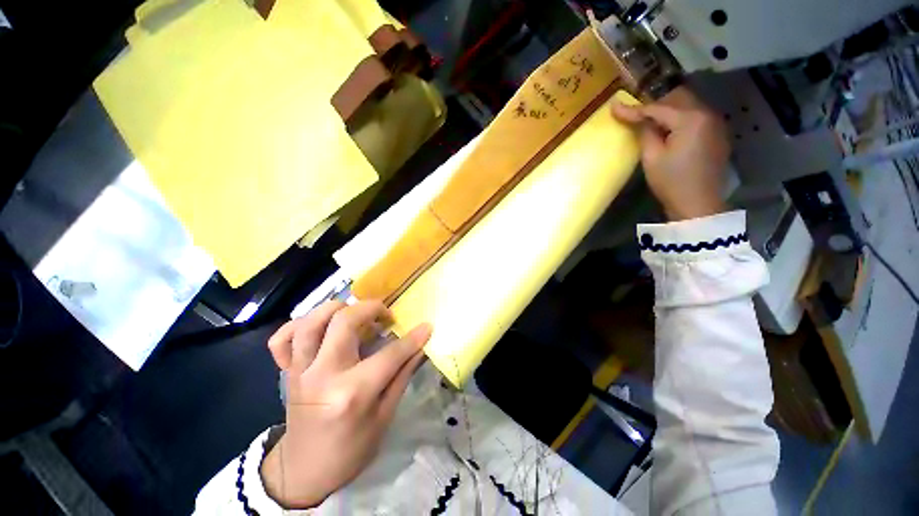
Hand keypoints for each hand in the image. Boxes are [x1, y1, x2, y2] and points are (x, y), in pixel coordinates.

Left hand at [260, 300, 431, 507]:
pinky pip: (282, 338)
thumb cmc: (351, 450)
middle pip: (345, 322)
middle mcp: (323, 375)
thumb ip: (402, 375)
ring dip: (337, 309)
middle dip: (372, 308)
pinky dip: (299, 325)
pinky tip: (319, 327)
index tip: (426, 326)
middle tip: (386, 316)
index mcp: (352, 393)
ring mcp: (300, 371)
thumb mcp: (384, 416)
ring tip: (355, 315)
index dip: (413, 338)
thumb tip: (420, 347)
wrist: (304, 471)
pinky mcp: (287, 371)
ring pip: (311, 321)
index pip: (390, 355)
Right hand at [611, 87, 729, 220]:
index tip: (614, 107)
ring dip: (669, 111)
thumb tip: (639, 120)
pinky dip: (681, 119)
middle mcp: (707, 114)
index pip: (657, 108)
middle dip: (655, 104)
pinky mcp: (717, 135)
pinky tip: (670, 132)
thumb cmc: (671, 182)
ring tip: (651, 124)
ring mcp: (716, 124)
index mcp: (691, 119)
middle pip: (678, 99)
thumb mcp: (652, 157)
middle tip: (636, 115)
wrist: (698, 204)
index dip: (634, 109)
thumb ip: (645, 133)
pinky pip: (697, 117)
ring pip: (689, 106)